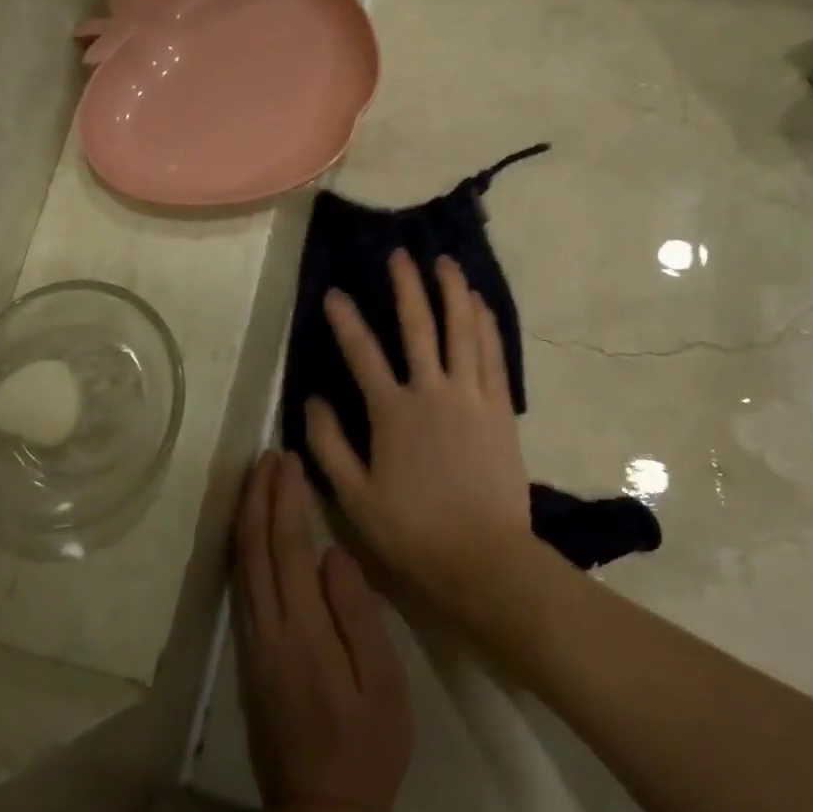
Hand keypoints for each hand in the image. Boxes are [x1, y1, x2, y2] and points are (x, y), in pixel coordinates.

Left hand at [232, 451, 411, 811]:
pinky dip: (243, 549)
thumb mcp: (381, 682)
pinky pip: (240, 587)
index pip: (287, 548)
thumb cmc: (366, 746)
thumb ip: (356, 614)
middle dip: (258, 497)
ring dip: (246, 518)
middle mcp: (267, 629)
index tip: (287, 461)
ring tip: (255, 481)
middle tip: (266, 455)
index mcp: (302, 631)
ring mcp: (252, 644)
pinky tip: (250, 535)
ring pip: (240, 566)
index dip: (285, 500)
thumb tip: (333, 555)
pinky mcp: (249, 657)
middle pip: (254, 549)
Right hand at [305, 250, 536, 618]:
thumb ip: (329, 445)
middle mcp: (433, 392)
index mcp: (393, 413)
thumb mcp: (354, 497)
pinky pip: (493, 355)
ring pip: (463, 331)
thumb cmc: (413, 531)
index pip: (363, 354)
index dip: (345, 321)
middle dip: (407, 286)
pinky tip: (480, 304)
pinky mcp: (500, 408)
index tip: (334, 293)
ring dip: (453, 292)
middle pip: (419, 326)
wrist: (483, 557)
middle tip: (400, 254)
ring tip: (445, 263)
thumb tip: (312, 400)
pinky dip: (486, 325)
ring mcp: (472, 396)